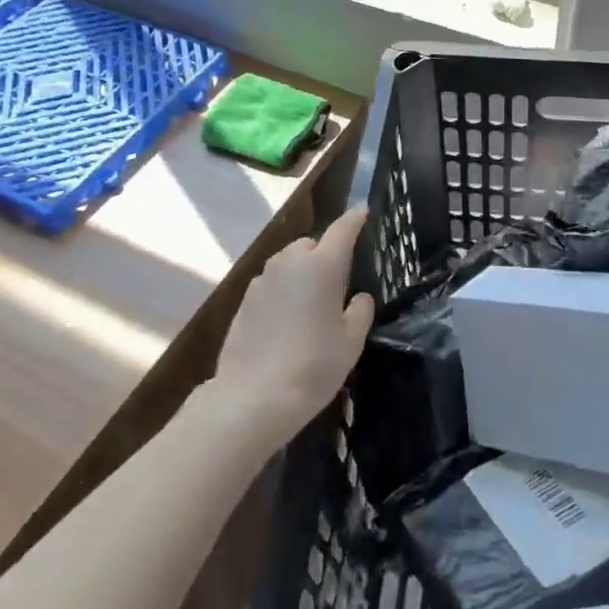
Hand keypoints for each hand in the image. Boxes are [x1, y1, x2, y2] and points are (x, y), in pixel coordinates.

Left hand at [211, 207, 375, 452]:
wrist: (253, 397)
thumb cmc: (313, 366)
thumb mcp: (351, 342)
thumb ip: (360, 312)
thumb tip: (358, 297)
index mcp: (323, 265)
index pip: (343, 229)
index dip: (355, 218)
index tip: (364, 211)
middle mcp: (291, 262)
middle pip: (312, 244)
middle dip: (325, 253)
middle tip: (337, 281)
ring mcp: (263, 279)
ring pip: (288, 263)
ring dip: (301, 272)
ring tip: (311, 303)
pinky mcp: (244, 300)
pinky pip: (271, 284)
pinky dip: (282, 291)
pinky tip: (287, 320)